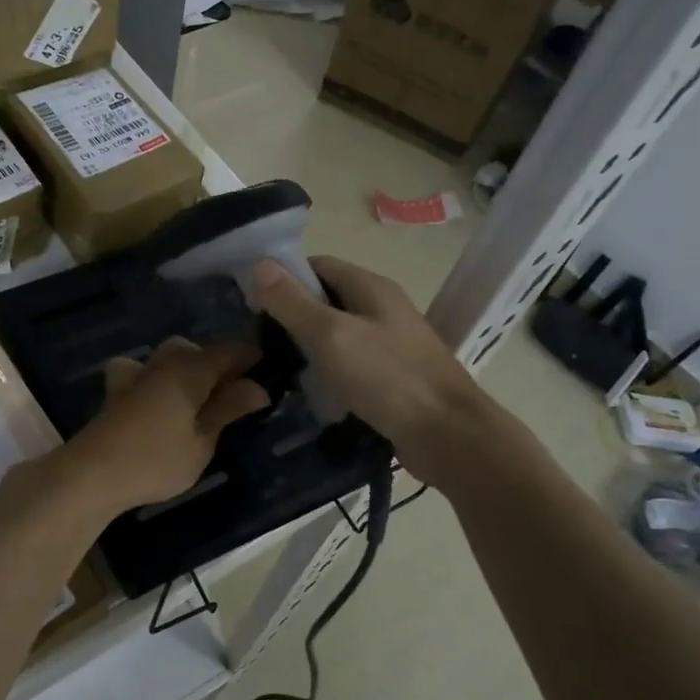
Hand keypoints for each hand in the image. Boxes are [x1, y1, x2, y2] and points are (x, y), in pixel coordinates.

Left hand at [59, 338, 268, 514]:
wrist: (93, 472)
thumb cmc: (156, 459)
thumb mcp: (202, 440)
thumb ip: (227, 409)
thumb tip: (258, 387)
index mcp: (191, 368)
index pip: (230, 350)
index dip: (251, 357)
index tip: (269, 370)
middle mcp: (164, 361)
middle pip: (198, 350)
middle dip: (219, 364)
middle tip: (237, 393)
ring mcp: (137, 372)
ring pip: (170, 356)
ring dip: (189, 369)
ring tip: (201, 397)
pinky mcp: (118, 389)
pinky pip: (144, 371)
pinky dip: (157, 377)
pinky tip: (158, 398)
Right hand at [251, 255, 489, 483]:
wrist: (448, 435)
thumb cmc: (387, 377)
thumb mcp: (330, 335)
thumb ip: (292, 301)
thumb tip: (258, 264)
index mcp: (371, 286)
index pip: (317, 265)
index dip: (283, 277)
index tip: (251, 301)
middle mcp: (382, 308)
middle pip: (326, 299)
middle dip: (292, 315)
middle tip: (258, 339)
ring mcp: (390, 343)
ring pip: (337, 334)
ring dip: (308, 347)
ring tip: (277, 366)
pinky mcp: (392, 376)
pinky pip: (351, 364)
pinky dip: (329, 373)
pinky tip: (311, 392)